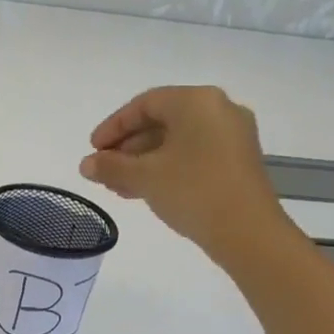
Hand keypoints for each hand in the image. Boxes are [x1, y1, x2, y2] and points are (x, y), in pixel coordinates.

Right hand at [79, 85, 295, 267]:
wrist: (247, 231)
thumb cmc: (192, 191)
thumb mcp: (144, 177)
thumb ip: (110, 166)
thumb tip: (86, 164)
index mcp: (196, 101)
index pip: (145, 104)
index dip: (113, 126)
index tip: (93, 149)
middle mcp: (219, 109)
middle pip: (162, 120)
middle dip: (128, 146)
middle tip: (104, 169)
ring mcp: (233, 135)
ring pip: (177, 140)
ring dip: (144, 160)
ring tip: (119, 186)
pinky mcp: (238, 160)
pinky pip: (194, 154)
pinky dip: (167, 166)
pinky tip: (145, 189)